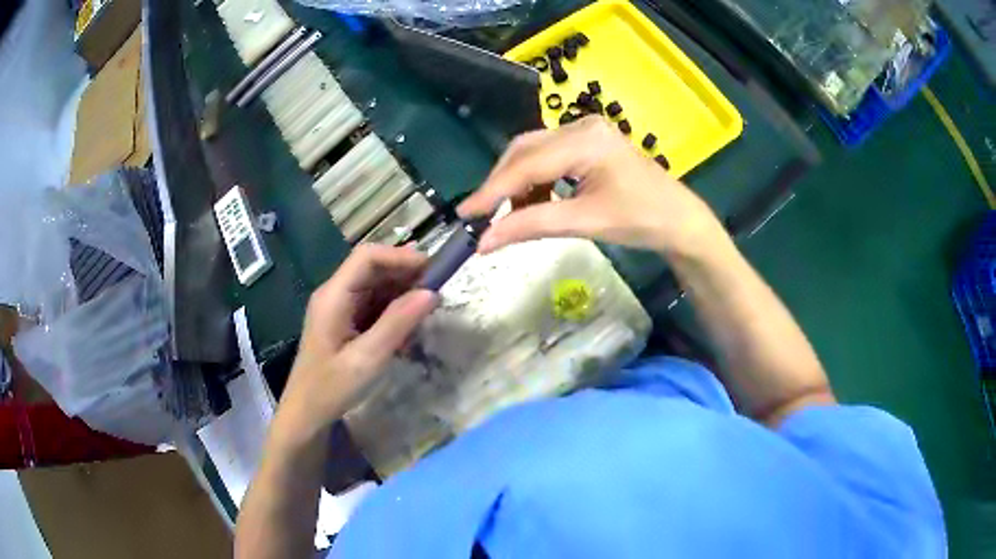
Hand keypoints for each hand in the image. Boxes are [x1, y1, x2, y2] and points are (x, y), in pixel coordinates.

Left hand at [277, 245, 437, 437]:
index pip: (367, 257)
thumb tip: (432, 293)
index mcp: (333, 296)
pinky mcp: (345, 320)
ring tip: (427, 308)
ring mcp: (339, 306)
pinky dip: (393, 309)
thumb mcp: (368, 359)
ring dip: (401, 292)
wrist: (306, 413)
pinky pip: (373, 303)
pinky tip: (409, 325)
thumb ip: (398, 323)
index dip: (400, 256)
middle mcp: (334, 293)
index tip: (432, 270)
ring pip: (375, 285)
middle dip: (405, 273)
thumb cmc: (331, 388)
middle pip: (372, 268)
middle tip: (437, 290)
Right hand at [459, 116, 723, 257]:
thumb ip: (532, 226)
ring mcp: (585, 131)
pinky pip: (548, 155)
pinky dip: (535, 180)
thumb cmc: (641, 220)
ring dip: (517, 182)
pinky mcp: (588, 142)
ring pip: (533, 151)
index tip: (465, 215)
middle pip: (524, 150)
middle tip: (483, 216)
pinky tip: (535, 202)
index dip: (492, 191)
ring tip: (510, 215)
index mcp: (585, 141)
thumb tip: (484, 242)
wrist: (679, 220)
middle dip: (501, 183)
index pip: (526, 164)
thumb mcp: (585, 222)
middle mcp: (580, 126)